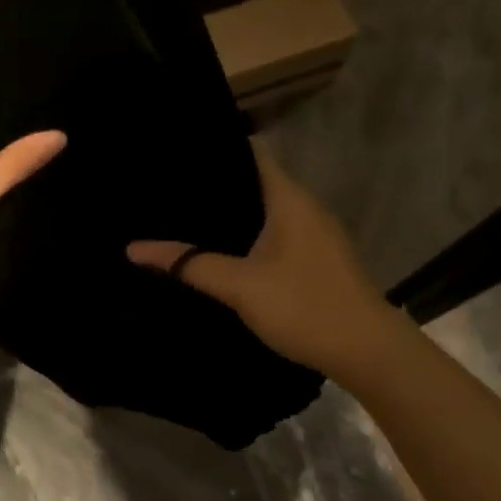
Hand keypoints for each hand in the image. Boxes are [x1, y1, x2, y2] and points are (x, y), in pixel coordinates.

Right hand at [128, 141, 390, 377]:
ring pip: (265, 210)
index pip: (249, 154)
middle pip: (255, 181)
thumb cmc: (303, 306)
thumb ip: (189, 264)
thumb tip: (133, 249)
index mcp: (288, 198)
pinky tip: (223, 250)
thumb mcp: (239, 285)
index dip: (215, 149)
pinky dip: (249, 235)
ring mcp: (315, 233)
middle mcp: (304, 206)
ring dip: (233, 213)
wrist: (366, 351)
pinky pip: (276, 233)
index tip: (176, 153)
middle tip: (168, 190)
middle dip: (216, 185)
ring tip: (187, 216)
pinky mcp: (317, 258)